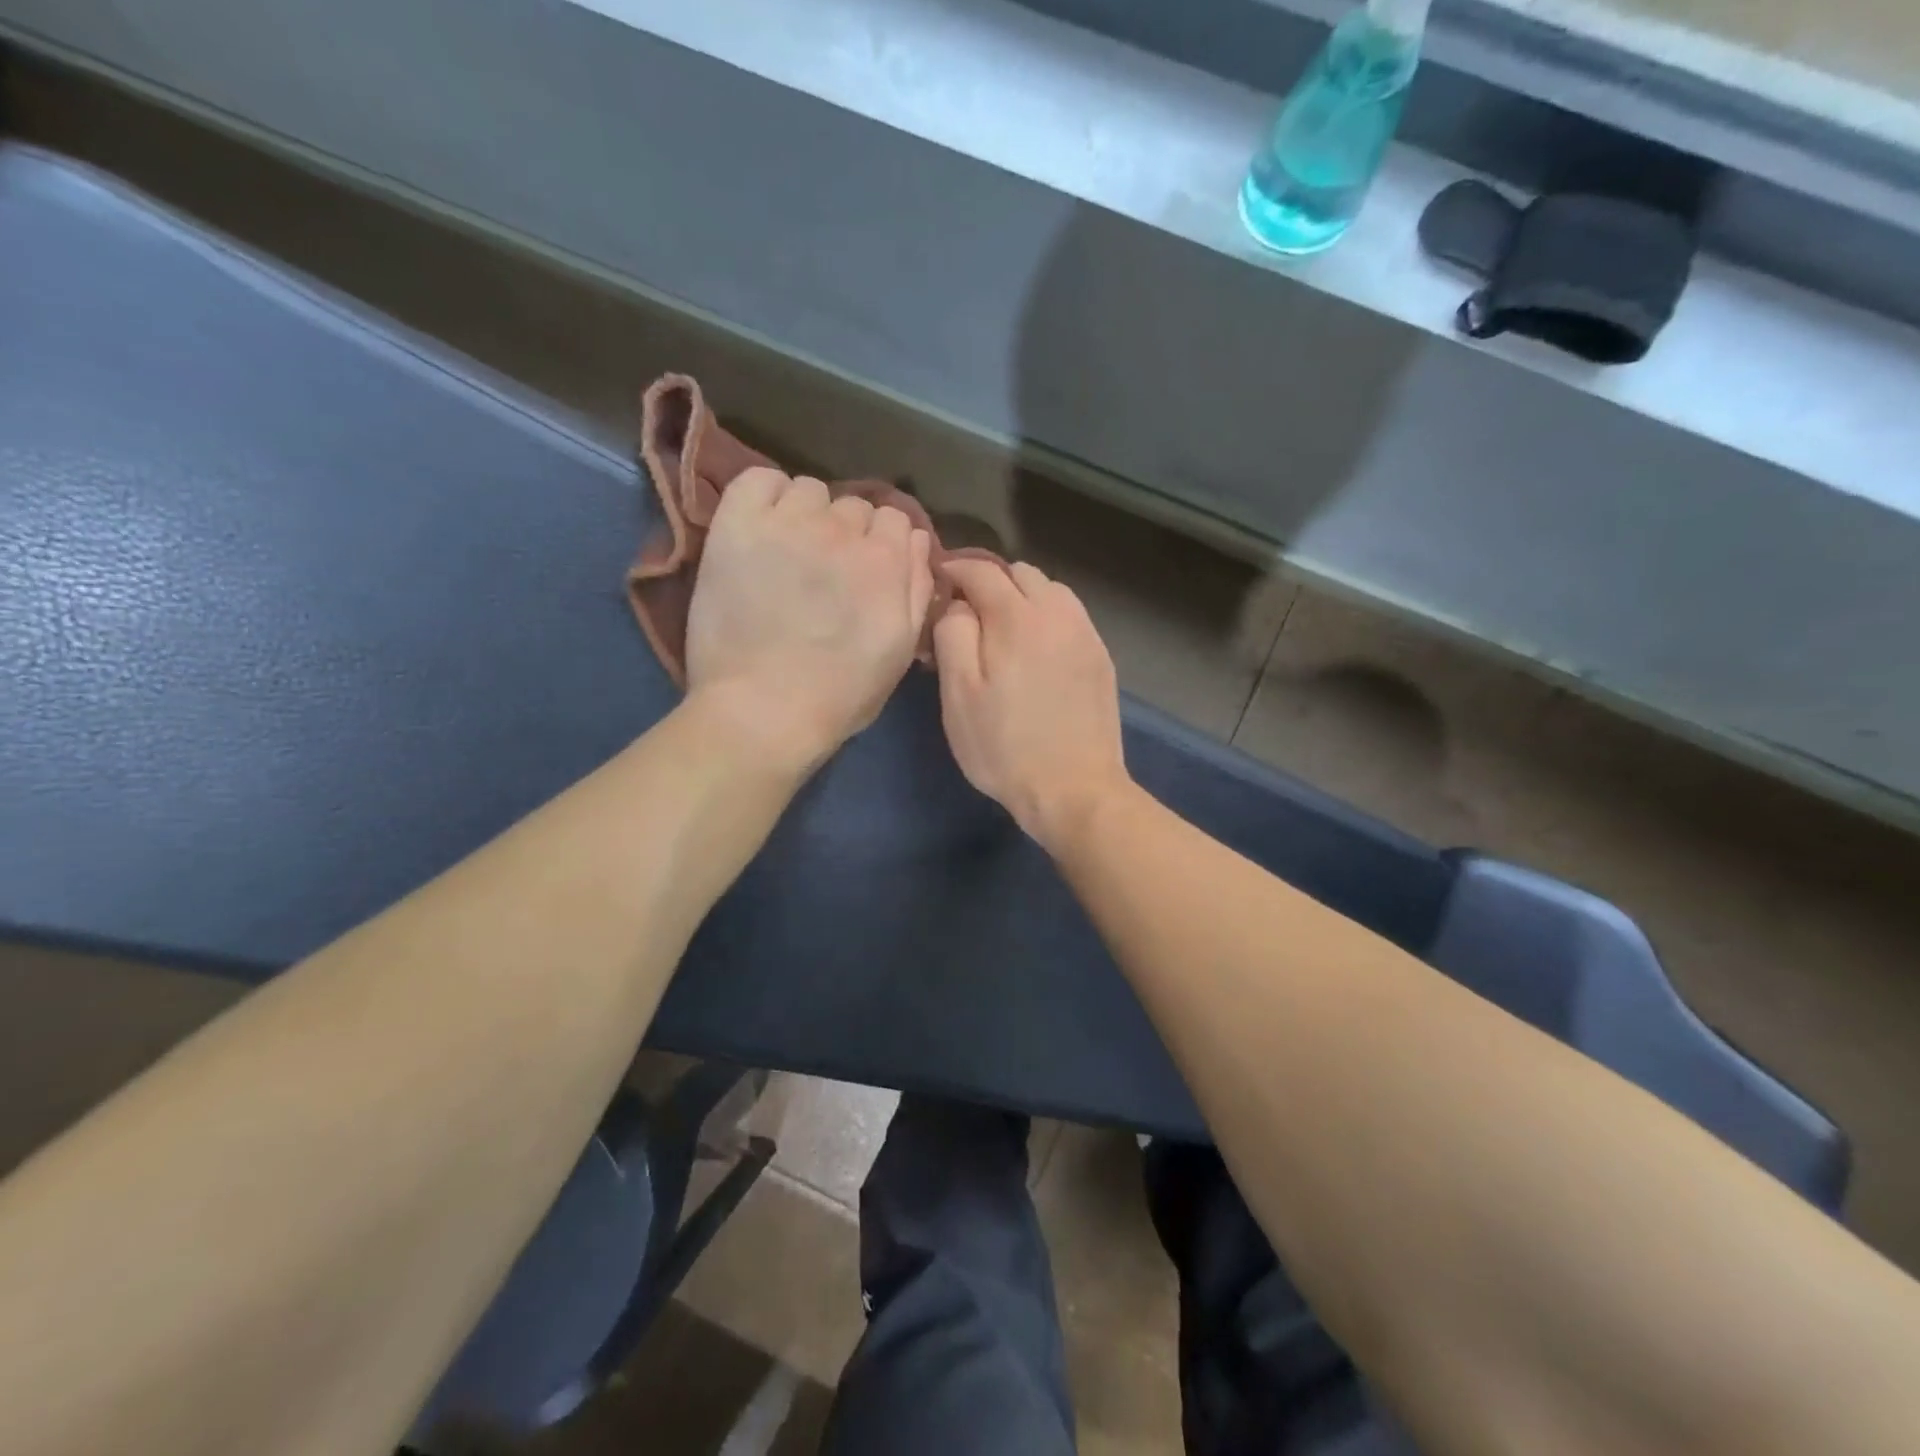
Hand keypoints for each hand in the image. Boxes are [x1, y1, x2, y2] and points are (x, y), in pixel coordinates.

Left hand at [686, 468, 933, 771]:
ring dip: (807, 515)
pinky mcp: (737, 525)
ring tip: (790, 553)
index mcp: (887, 560)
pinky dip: (764, 497)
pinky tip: (762, 529)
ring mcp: (788, 522)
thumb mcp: (900, 651)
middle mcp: (842, 529)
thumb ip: (917, 589)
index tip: (866, 575)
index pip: (896, 520)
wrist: (762, 712)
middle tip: (825, 574)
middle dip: (846, 535)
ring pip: (809, 490)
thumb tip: (917, 540)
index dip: (883, 547)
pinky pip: (758, 480)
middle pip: (854, 506)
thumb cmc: (839, 695)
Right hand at [933, 559, 1130, 851]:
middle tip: (968, 612)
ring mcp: (1085, 634)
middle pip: (1020, 573)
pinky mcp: (1101, 657)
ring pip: (1050, 591)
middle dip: (989, 581)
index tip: (938, 582)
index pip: (981, 570)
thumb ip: (953, 635)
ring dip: (1022, 597)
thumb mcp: (959, 695)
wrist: (1074, 789)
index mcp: (1017, 618)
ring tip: (1004, 630)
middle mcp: (1057, 613)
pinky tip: (1036, 650)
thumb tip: (958, 605)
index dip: (954, 570)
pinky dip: (1047, 618)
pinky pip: (1070, 617)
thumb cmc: (1004, 747)